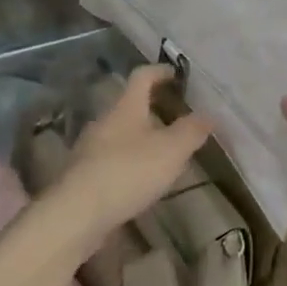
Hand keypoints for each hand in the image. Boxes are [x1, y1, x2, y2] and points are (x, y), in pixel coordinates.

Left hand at [39, 66, 209, 247]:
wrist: (77, 214)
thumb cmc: (128, 171)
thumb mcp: (171, 150)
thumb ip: (191, 131)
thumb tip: (209, 115)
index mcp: (125, 107)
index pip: (142, 76)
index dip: (160, 71)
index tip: (177, 75)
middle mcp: (105, 121)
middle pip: (130, 105)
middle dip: (153, 108)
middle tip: (178, 117)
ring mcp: (90, 148)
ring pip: (121, 133)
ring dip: (142, 137)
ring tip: (165, 152)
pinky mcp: (84, 175)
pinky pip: (112, 158)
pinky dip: (130, 161)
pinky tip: (142, 179)